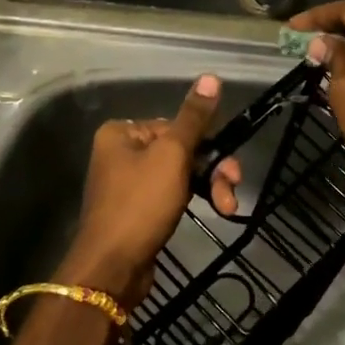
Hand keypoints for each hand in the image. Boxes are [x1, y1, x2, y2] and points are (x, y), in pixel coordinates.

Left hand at [59, 76, 241, 309]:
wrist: (113, 268)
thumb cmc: (140, 204)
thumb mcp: (172, 155)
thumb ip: (194, 118)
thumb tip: (211, 77)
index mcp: (122, 133)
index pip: (176, 126)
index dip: (205, 145)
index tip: (227, 168)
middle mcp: (121, 154)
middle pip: (180, 150)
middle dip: (211, 170)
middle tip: (232, 191)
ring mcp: (128, 184)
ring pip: (180, 174)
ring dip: (208, 187)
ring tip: (227, 208)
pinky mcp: (137, 211)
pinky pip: (171, 195)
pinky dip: (192, 200)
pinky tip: (211, 211)